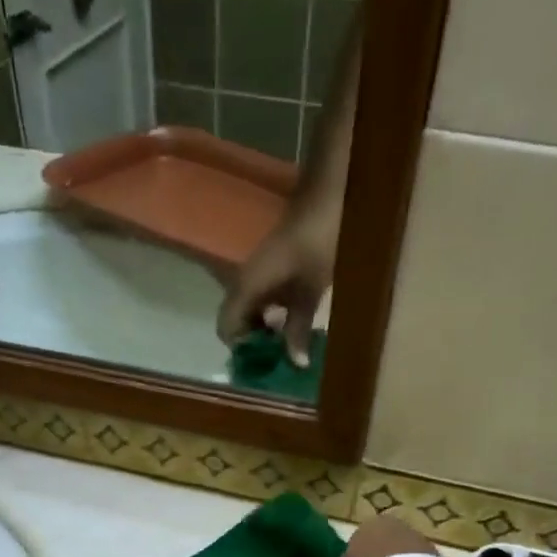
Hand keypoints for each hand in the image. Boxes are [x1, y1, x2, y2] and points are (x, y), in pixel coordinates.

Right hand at [217, 195, 339, 366]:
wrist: (330, 193)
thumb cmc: (319, 239)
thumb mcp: (311, 289)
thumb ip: (299, 326)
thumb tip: (295, 363)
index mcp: (247, 286)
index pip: (226, 327)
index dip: (240, 349)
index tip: (263, 363)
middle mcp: (245, 280)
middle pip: (236, 320)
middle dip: (254, 343)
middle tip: (278, 360)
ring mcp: (258, 271)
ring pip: (251, 309)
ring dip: (265, 329)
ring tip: (289, 346)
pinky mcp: (272, 266)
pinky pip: (263, 298)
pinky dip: (274, 314)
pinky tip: (296, 321)